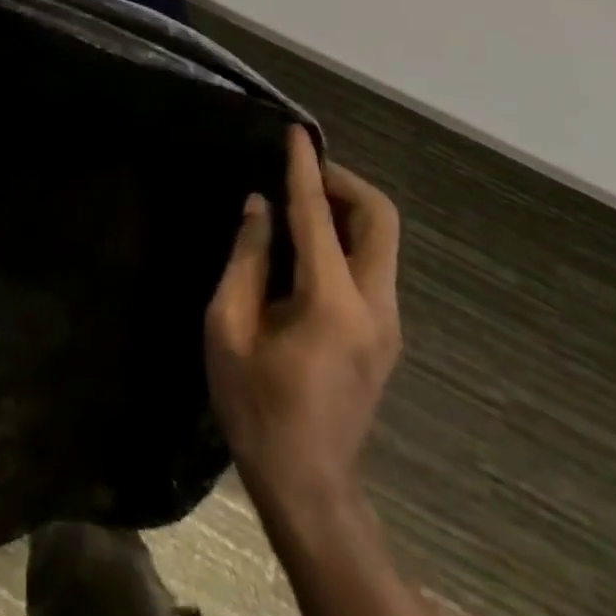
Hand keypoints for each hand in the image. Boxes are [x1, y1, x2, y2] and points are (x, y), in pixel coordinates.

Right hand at [205, 126, 402, 519]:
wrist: (307, 483)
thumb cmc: (255, 404)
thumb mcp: (227, 326)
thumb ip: (246, 259)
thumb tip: (260, 207)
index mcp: (330, 301)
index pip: (318, 214)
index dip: (305, 167)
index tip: (297, 132)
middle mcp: (373, 305)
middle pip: (380, 218)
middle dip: (344, 182)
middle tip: (301, 172)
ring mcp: (387, 322)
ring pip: (382, 240)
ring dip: (346, 208)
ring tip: (298, 201)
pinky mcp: (385, 334)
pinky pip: (373, 263)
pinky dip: (347, 236)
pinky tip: (307, 245)